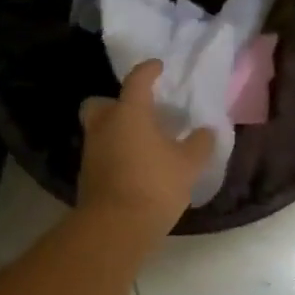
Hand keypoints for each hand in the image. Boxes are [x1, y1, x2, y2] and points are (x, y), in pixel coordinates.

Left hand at [77, 60, 214, 237]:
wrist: (115, 227)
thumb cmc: (154, 185)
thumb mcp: (188, 164)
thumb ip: (199, 143)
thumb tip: (206, 131)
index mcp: (129, 113)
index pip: (137, 80)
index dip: (148, 70)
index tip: (158, 67)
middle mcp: (104, 126)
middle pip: (102, 103)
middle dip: (116, 103)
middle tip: (140, 112)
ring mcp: (91, 151)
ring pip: (101, 130)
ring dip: (118, 131)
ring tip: (144, 143)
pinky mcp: (87, 176)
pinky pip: (102, 153)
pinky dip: (116, 153)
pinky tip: (136, 166)